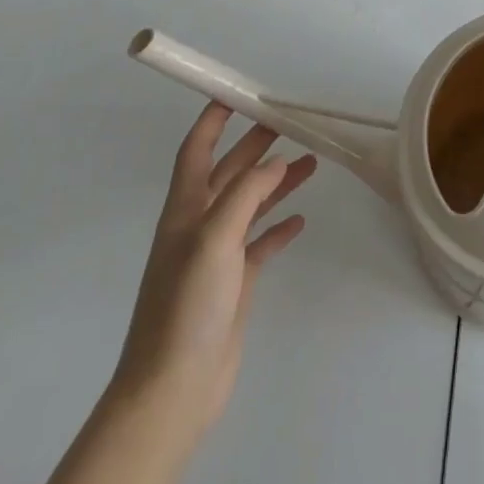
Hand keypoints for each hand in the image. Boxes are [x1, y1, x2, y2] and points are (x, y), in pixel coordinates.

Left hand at [110, 103, 318, 435]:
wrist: (172, 390)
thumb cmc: (187, 305)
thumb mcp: (214, 239)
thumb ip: (247, 194)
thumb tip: (276, 163)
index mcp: (185, 210)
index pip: (196, 151)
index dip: (212, 120)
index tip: (236, 93)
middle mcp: (199, 226)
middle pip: (230, 172)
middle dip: (256, 145)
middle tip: (290, 123)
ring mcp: (217, 256)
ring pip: (251, 204)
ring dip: (276, 182)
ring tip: (311, 163)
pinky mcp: (234, 284)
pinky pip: (260, 243)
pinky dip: (278, 227)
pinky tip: (299, 221)